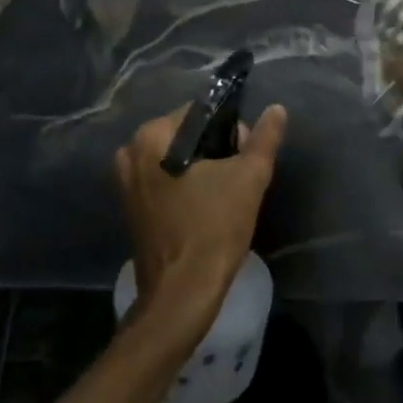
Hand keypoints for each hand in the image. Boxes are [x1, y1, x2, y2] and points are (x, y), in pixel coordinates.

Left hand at [114, 103, 287, 340]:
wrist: (182, 294)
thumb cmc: (214, 228)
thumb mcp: (249, 177)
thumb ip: (264, 138)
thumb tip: (277, 109)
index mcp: (152, 136)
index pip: (201, 113)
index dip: (231, 130)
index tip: (245, 157)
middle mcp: (131, 152)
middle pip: (187, 135)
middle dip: (216, 150)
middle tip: (237, 179)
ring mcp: (126, 182)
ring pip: (176, 159)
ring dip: (202, 169)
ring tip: (224, 195)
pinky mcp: (130, 207)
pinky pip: (164, 181)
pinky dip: (185, 187)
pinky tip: (205, 208)